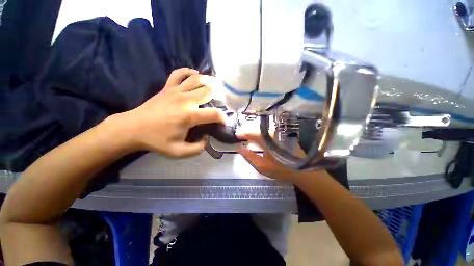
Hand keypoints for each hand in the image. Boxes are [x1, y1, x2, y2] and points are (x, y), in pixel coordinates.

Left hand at [117, 68, 226, 156]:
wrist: (132, 128)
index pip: (214, 114)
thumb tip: (207, 138)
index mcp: (189, 116)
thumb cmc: (156, 140)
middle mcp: (185, 100)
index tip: (224, 122)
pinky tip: (195, 74)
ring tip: (214, 86)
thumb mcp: (179, 152)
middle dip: (218, 95)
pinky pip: (179, 74)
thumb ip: (197, 148)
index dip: (223, 118)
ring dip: (208, 81)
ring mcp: (176, 91)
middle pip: (208, 91)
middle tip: (221, 101)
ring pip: (197, 79)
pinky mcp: (167, 88)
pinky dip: (189, 71)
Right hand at [236, 131, 309, 181]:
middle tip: (241, 135)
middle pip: (257, 129)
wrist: (302, 170)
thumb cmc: (281, 169)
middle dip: (248, 132)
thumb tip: (240, 149)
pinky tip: (259, 137)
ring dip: (256, 132)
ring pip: (264, 130)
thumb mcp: (262, 166)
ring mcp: (279, 132)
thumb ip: (250, 157)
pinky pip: (269, 132)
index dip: (243, 133)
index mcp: (267, 140)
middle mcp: (273, 133)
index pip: (251, 134)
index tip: (236, 134)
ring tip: (249, 136)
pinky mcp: (283, 134)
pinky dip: (263, 133)